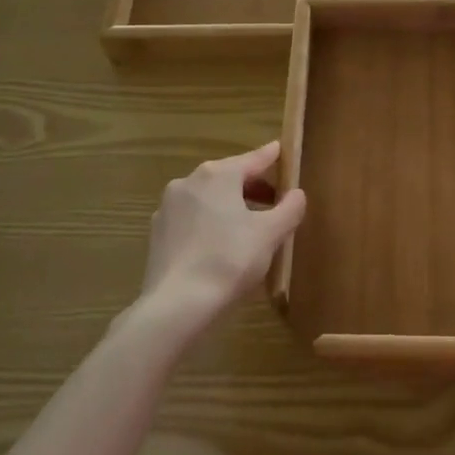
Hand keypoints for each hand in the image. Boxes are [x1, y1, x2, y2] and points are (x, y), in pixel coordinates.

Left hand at [139, 141, 306, 333]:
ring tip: (250, 226)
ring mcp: (168, 207)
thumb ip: (289, 208)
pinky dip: (210, 223)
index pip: (254, 158)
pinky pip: (192, 219)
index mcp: (218, 175)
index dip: (272, 156)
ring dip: (230, 206)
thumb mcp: (270, 234)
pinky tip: (220, 246)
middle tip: (275, 201)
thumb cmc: (230, 260)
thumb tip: (296, 194)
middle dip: (253, 187)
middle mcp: (189, 182)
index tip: (283, 150)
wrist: (177, 304)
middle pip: (229, 177)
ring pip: (208, 198)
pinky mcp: (157, 233)